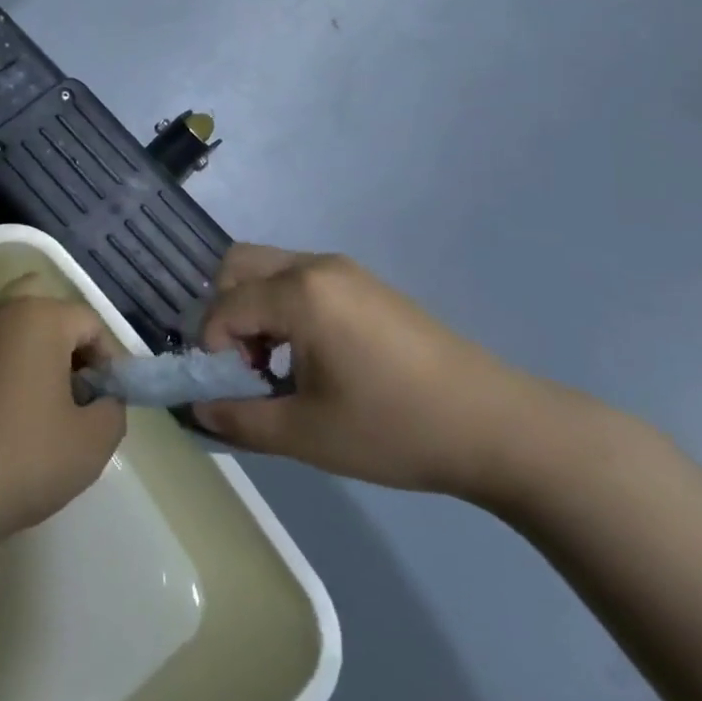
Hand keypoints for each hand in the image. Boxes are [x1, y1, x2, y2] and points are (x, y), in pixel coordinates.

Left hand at [0, 288, 126, 541]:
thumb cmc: (23, 455)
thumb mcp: (91, 443)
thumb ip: (112, 410)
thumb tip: (102, 399)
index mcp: (38, 316)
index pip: (89, 322)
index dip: (108, 361)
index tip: (108, 402)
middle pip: (43, 308)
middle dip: (66, 343)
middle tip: (75, 391)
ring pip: (9, 326)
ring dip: (31, 353)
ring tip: (40, 405)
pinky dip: (0, 367)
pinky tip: (2, 413)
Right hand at [193, 245, 561, 502]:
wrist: (503, 430)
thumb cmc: (396, 428)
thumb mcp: (307, 434)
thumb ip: (240, 419)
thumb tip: (198, 410)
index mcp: (298, 293)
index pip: (223, 307)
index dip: (212, 349)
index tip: (231, 390)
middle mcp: (315, 266)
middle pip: (236, 267)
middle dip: (224, 313)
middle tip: (245, 364)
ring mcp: (345, 271)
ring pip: (267, 269)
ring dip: (253, 309)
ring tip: (275, 364)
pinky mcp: (366, 285)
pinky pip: (299, 280)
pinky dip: (283, 307)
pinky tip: (310, 357)